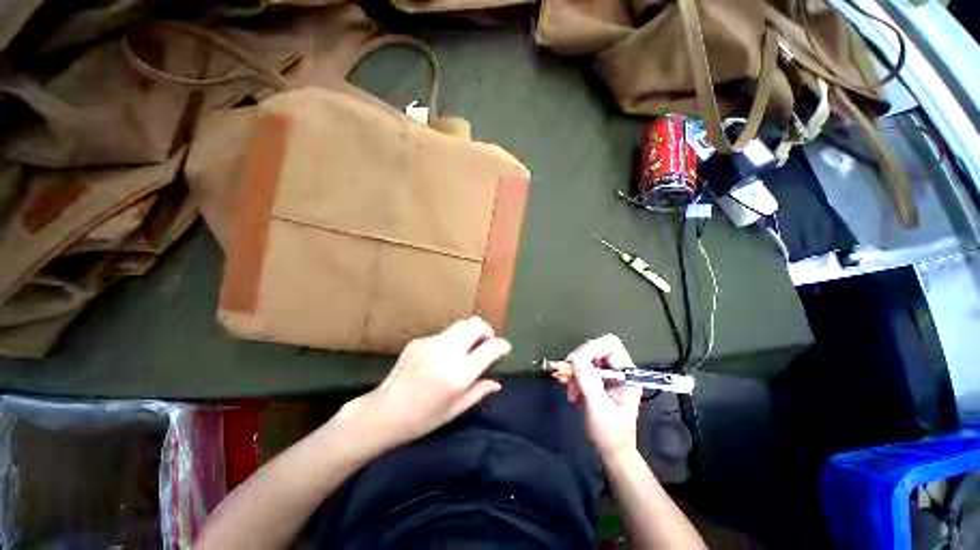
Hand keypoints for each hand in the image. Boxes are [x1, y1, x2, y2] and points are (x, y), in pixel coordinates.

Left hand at [341, 317, 510, 453]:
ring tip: (468, 347)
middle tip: (487, 342)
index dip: (502, 345)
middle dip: (486, 330)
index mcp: (458, 374)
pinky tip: (443, 356)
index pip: (490, 349)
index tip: (505, 348)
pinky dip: (452, 340)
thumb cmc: (422, 419)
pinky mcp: (418, 341)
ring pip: (459, 326)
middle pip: (474, 325)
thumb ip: (478, 392)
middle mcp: (446, 353)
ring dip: (470, 333)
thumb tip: (497, 383)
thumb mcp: (454, 410)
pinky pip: (443, 334)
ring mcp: (430, 343)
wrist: (383, 413)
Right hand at [564, 334, 642, 458]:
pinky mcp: (597, 379)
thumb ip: (588, 381)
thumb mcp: (598, 407)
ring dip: (574, 370)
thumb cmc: (610, 432)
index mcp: (627, 374)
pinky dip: (572, 375)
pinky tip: (569, 388)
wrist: (612, 450)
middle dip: (579, 361)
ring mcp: (608, 374)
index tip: (574, 361)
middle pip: (595, 349)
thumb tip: (574, 358)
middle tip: (567, 373)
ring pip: (586, 358)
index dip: (590, 348)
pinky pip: (581, 368)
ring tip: (568, 387)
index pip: (610, 345)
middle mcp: (619, 369)